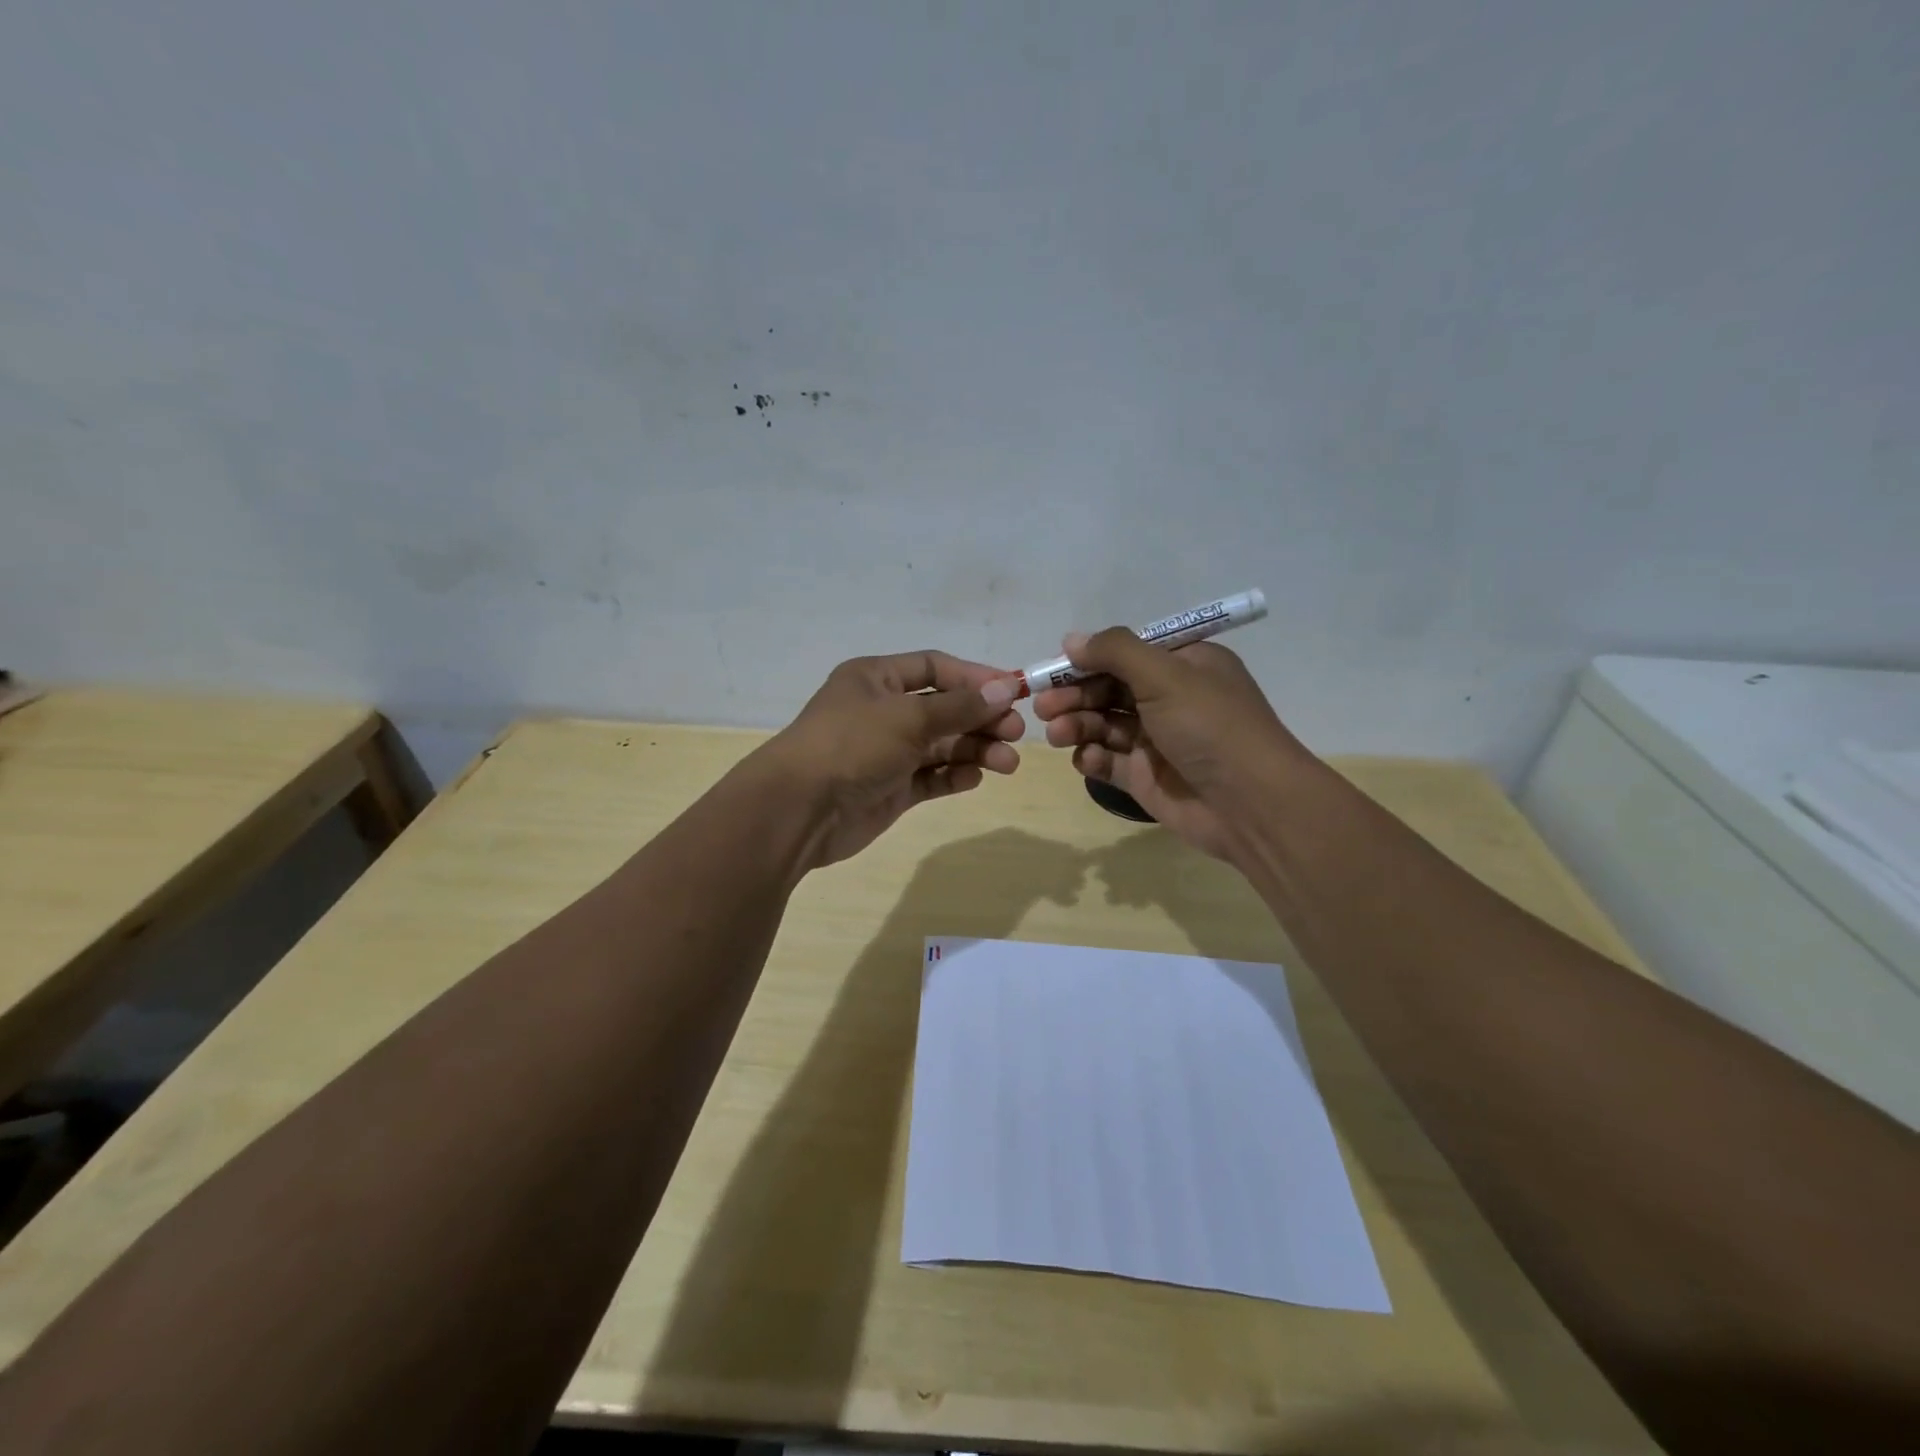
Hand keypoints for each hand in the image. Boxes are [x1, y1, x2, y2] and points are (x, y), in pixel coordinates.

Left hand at [752, 651, 1023, 868]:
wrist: (800, 810)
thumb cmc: (852, 745)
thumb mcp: (908, 717)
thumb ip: (960, 706)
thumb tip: (1006, 688)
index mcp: (876, 679)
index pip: (935, 668)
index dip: (975, 677)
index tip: (1014, 691)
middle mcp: (882, 711)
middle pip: (944, 708)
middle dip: (981, 718)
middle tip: (1016, 733)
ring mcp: (887, 752)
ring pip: (942, 745)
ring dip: (975, 750)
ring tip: (1007, 763)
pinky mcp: (891, 788)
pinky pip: (931, 777)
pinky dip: (954, 775)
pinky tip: (974, 777)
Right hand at [1032, 630, 1311, 863]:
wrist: (1251, 804)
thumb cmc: (1211, 726)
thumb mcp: (1165, 675)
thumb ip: (1115, 652)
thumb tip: (1071, 639)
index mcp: (1184, 665)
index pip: (1126, 654)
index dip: (1088, 659)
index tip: (1053, 668)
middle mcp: (1169, 699)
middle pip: (1109, 689)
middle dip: (1074, 695)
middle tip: (1043, 706)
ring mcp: (1157, 740)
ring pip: (1104, 725)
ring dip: (1077, 725)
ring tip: (1057, 734)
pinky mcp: (1146, 777)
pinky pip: (1109, 761)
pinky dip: (1093, 758)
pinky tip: (1086, 759)